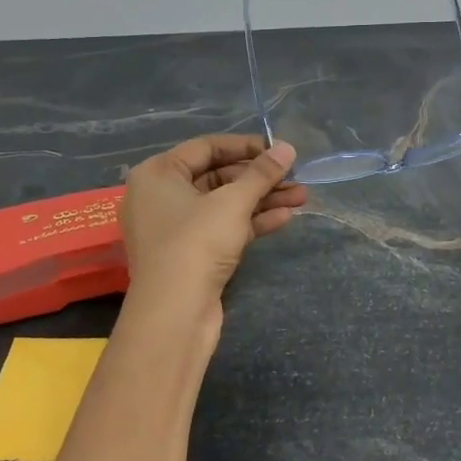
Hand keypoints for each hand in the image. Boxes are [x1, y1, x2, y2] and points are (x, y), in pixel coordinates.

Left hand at [122, 134, 305, 308]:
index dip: (246, 146)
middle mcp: (160, 196)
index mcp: (158, 173)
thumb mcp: (233, 202)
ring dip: (261, 199)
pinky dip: (250, 222)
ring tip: (302, 196)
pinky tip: (286, 217)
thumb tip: (287, 147)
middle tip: (296, 176)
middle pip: (217, 176)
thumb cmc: (196, 243)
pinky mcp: (190, 254)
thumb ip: (261, 173)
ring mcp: (174, 228)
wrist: (175, 314)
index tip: (279, 150)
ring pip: (223, 204)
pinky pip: (222, 227)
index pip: (206, 147)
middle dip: (259, 177)